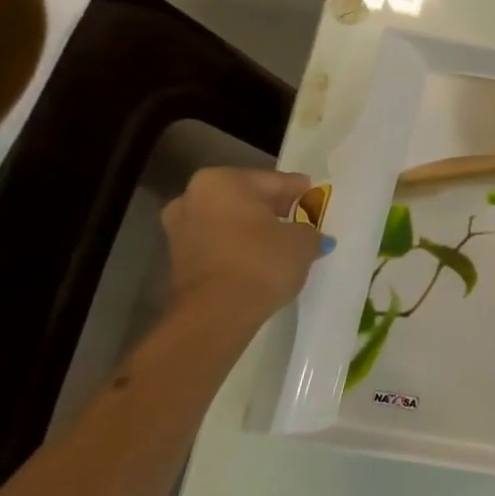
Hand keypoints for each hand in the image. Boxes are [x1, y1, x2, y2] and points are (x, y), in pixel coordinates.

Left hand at [160, 168, 324, 326]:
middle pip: (246, 198)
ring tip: (283, 243)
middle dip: (273, 209)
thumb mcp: (303, 241)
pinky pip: (219, 244)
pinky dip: (239, 247)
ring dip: (254, 229)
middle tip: (302, 220)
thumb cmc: (261, 262)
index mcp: (222, 181)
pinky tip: (261, 259)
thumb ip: (309, 230)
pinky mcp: (178, 260)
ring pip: (229, 222)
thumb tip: (310, 234)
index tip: (316, 199)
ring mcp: (179, 229)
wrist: (217, 314)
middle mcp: (192, 197)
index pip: (274, 181)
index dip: (299, 191)